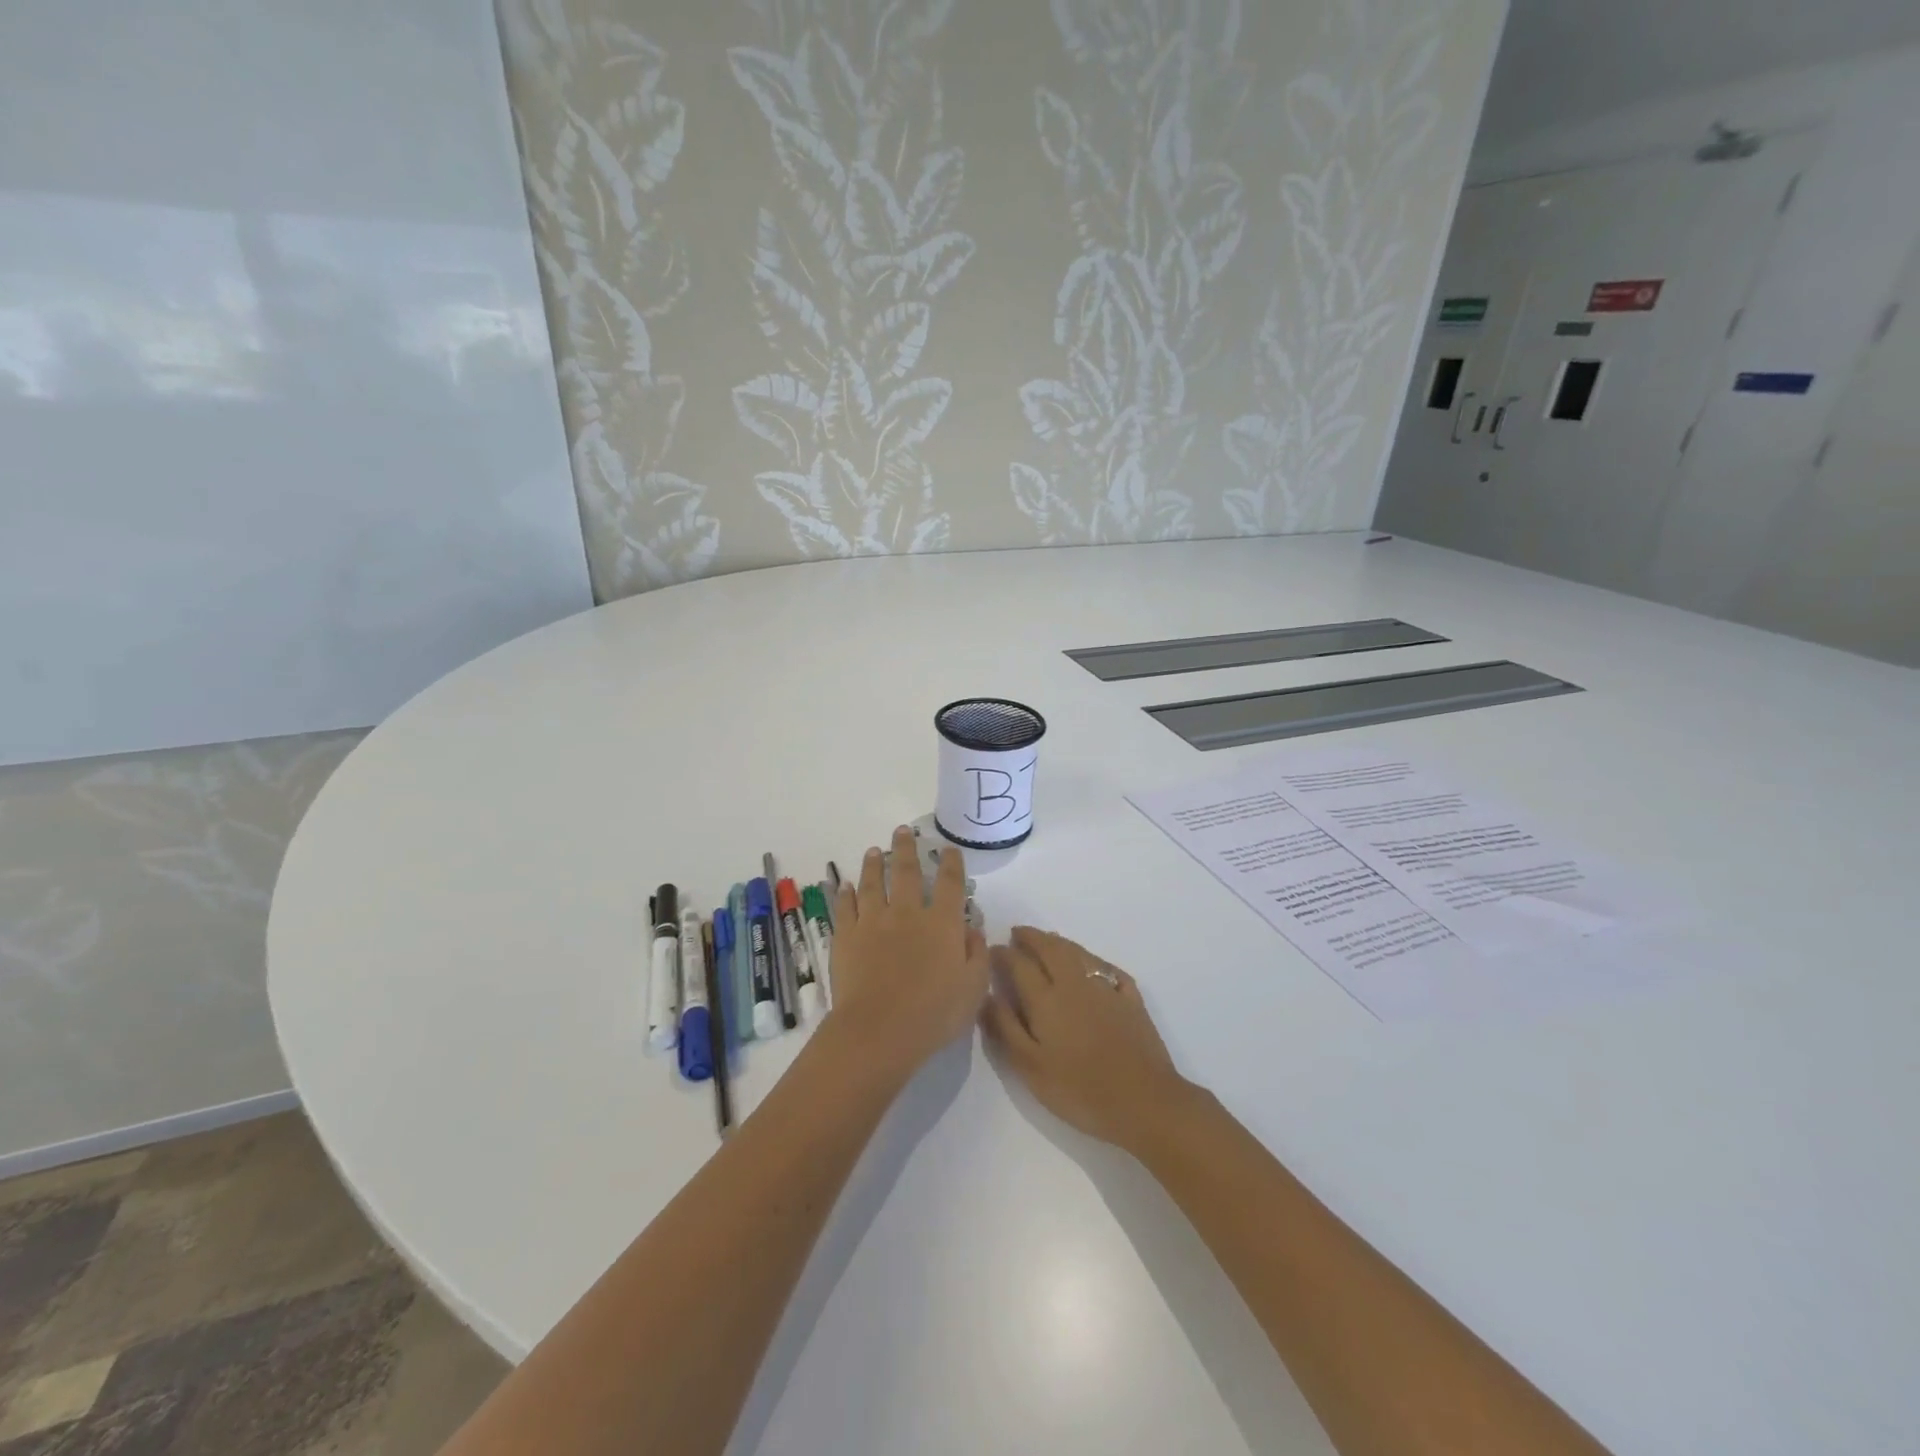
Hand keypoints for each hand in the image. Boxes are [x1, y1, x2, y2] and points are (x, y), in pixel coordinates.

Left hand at [828, 827, 988, 1080]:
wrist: (878, 1029)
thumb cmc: (933, 1014)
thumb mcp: (973, 988)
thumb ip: (977, 954)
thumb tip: (972, 928)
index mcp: (942, 923)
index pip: (949, 883)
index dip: (950, 863)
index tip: (948, 848)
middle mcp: (907, 913)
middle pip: (905, 871)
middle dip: (905, 848)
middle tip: (902, 830)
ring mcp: (873, 921)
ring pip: (872, 883)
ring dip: (873, 864)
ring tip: (873, 851)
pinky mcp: (846, 936)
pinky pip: (844, 907)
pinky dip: (844, 894)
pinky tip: (843, 885)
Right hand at [983, 927, 1193, 1150]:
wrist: (1144, 1101)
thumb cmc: (1079, 1089)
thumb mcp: (1030, 1066)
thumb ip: (1005, 1027)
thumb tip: (987, 995)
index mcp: (1046, 998)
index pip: (1019, 964)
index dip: (1003, 955)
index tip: (993, 950)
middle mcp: (1074, 983)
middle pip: (1050, 949)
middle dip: (1031, 937)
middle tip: (1018, 933)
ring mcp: (1106, 988)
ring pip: (1079, 953)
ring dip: (1059, 942)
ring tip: (1048, 940)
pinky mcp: (1131, 1000)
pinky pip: (1108, 968)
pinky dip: (1094, 960)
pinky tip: (1093, 966)